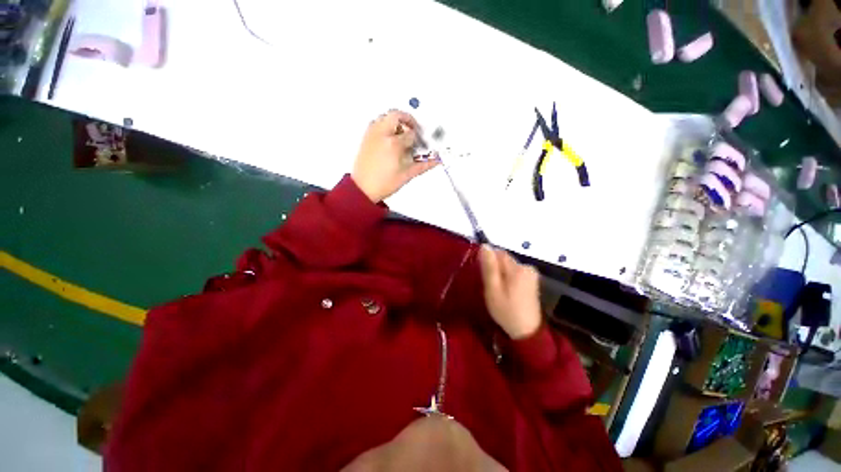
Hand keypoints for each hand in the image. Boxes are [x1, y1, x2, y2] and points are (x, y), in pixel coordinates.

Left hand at [351, 110, 438, 202]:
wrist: (363, 189)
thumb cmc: (383, 184)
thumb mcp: (407, 175)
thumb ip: (423, 165)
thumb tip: (435, 161)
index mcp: (393, 144)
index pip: (412, 134)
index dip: (419, 138)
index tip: (422, 143)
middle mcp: (381, 135)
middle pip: (397, 115)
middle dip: (408, 120)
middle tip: (414, 129)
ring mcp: (372, 135)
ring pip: (385, 116)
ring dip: (395, 121)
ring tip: (402, 133)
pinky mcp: (366, 138)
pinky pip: (376, 123)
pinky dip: (384, 125)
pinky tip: (390, 138)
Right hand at [479, 245, 541, 339]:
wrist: (526, 332)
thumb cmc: (506, 310)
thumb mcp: (493, 289)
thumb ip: (489, 266)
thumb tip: (484, 245)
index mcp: (518, 268)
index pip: (498, 252)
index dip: (488, 261)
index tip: (483, 274)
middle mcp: (527, 266)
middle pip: (504, 259)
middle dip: (494, 268)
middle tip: (490, 285)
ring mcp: (531, 273)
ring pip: (508, 266)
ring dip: (500, 274)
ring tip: (497, 290)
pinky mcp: (531, 280)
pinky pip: (514, 272)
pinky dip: (507, 278)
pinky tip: (505, 291)